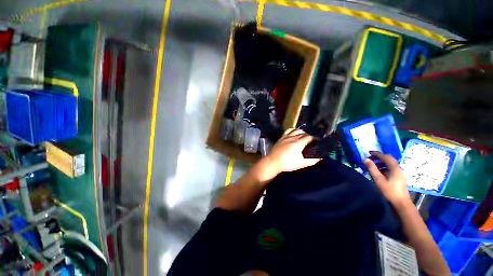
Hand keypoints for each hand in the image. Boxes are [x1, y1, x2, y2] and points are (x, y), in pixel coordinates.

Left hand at [263, 128, 320, 174]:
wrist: (273, 162)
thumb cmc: (288, 163)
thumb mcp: (301, 164)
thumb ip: (312, 160)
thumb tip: (320, 158)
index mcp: (298, 143)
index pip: (309, 137)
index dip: (314, 138)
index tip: (317, 141)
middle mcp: (292, 138)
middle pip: (303, 133)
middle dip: (308, 136)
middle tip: (311, 141)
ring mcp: (285, 137)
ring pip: (295, 130)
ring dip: (301, 132)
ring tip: (303, 136)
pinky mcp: (280, 138)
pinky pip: (288, 131)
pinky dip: (292, 130)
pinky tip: (293, 133)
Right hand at [363, 151, 410, 205]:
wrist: (401, 203)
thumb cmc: (389, 191)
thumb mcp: (378, 179)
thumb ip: (372, 168)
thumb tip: (365, 159)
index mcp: (394, 168)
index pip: (386, 157)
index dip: (377, 154)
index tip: (368, 152)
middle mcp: (398, 169)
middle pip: (389, 159)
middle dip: (379, 157)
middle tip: (369, 158)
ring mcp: (399, 173)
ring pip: (389, 164)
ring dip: (380, 163)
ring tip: (372, 165)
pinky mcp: (398, 178)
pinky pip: (390, 169)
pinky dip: (383, 167)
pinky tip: (378, 172)